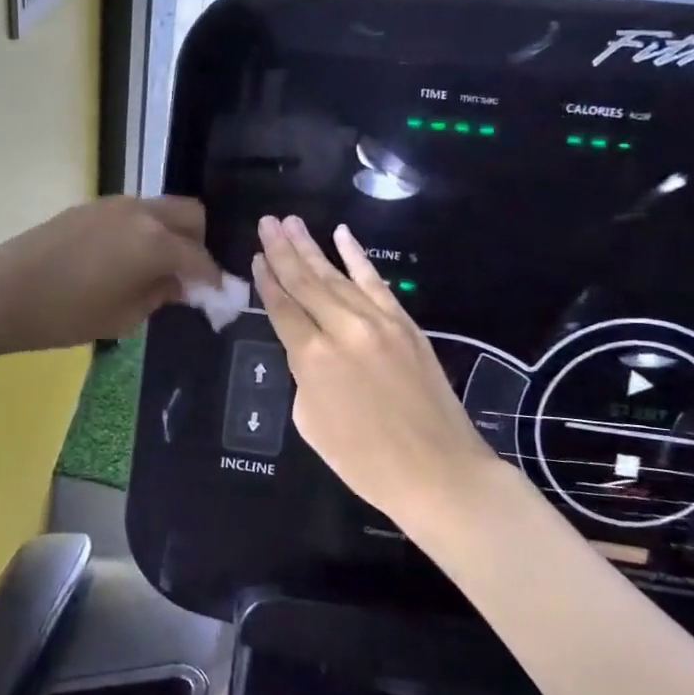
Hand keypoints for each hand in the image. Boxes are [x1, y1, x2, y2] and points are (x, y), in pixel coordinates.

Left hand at [0, 197, 221, 353]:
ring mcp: (114, 204)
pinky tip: (126, 260)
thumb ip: (161, 295)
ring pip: (160, 209)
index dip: (214, 281)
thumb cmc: (66, 315)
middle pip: (190, 215)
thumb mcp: (123, 317)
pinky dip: (143, 230)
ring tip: (156, 269)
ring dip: (170, 234)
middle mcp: (141, 213)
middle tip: (187, 277)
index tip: (219, 300)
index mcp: (155, 242)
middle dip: (198, 244)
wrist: (3, 292)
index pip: (200, 258)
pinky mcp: (91, 206)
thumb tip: (182, 285)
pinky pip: (134, 213)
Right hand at [253, 215, 499, 527]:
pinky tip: (342, 235)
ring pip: (337, 276)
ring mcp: (378, 322)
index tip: (256, 256)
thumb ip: (303, 375)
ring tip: (291, 223)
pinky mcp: (405, 324)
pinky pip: (376, 282)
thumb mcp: (311, 422)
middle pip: (306, 282)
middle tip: (267, 222)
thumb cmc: (364, 461)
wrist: (438, 471)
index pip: (282, 308)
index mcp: (312, 358)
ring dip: (312, 247)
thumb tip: (308, 349)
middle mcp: (342, 329)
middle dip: (283, 250)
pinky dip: (357, 257)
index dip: (266, 281)